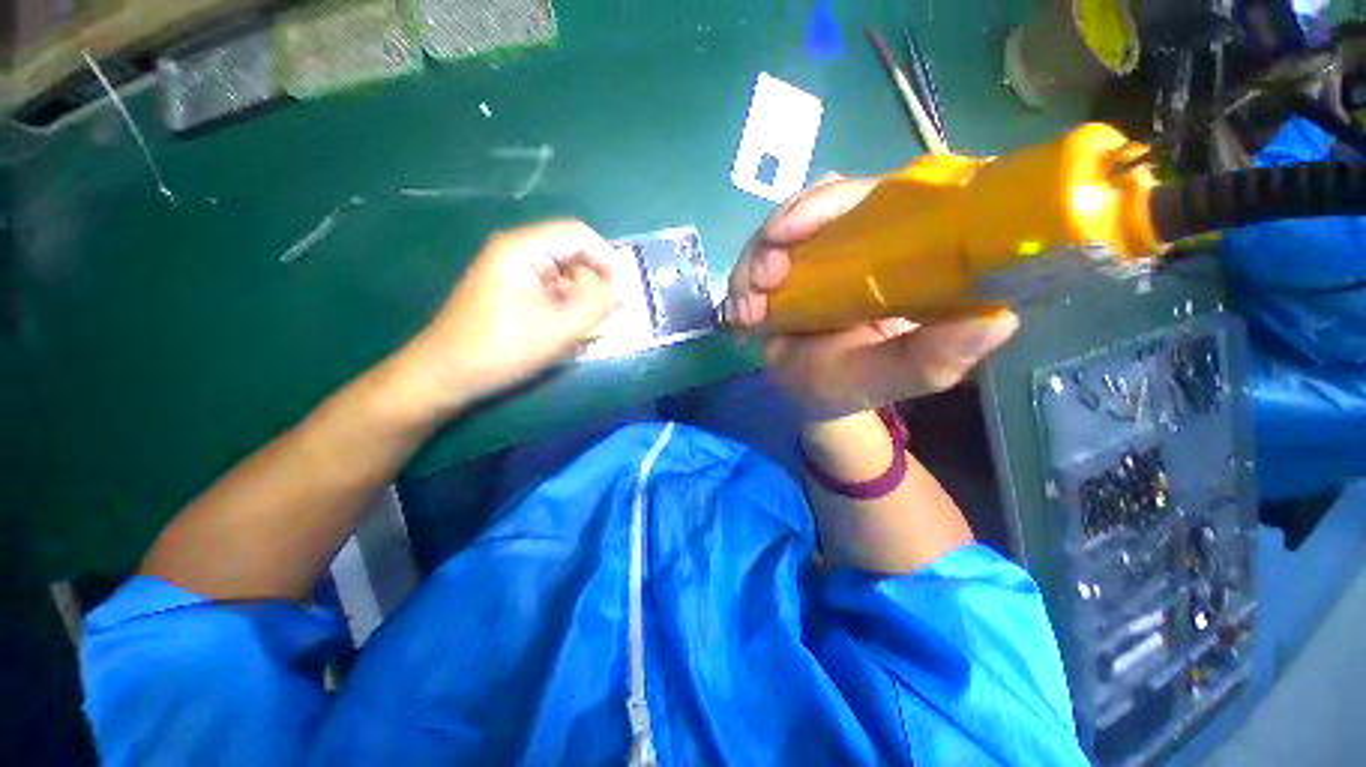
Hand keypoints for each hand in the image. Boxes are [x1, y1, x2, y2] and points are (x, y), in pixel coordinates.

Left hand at [403, 219, 619, 412]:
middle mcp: (516, 250)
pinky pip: (551, 288)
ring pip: (564, 273)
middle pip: (572, 253)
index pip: (578, 235)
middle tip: (604, 315)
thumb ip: (597, 305)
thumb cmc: (502, 349)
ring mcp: (513, 271)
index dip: (607, 259)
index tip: (623, 291)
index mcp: (522, 248)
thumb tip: (623, 289)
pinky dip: (567, 305)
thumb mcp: (558, 329)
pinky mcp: (512, 290)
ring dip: (582, 297)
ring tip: (586, 327)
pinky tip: (567, 330)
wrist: (446, 375)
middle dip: (594, 281)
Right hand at [724, 175, 1018, 419]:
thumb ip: (935, 357)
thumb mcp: (896, 378)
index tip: (793, 231)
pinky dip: (745, 277)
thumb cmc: (855, 387)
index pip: (891, 193)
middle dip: (784, 229)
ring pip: (788, 222)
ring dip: (757, 258)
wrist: (810, 398)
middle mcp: (871, 238)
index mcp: (913, 253)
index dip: (838, 200)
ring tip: (747, 308)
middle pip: (828, 198)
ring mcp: (826, 248)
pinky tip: (742, 311)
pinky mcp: (793, 263)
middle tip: (762, 280)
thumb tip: (997, 317)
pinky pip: (764, 251)